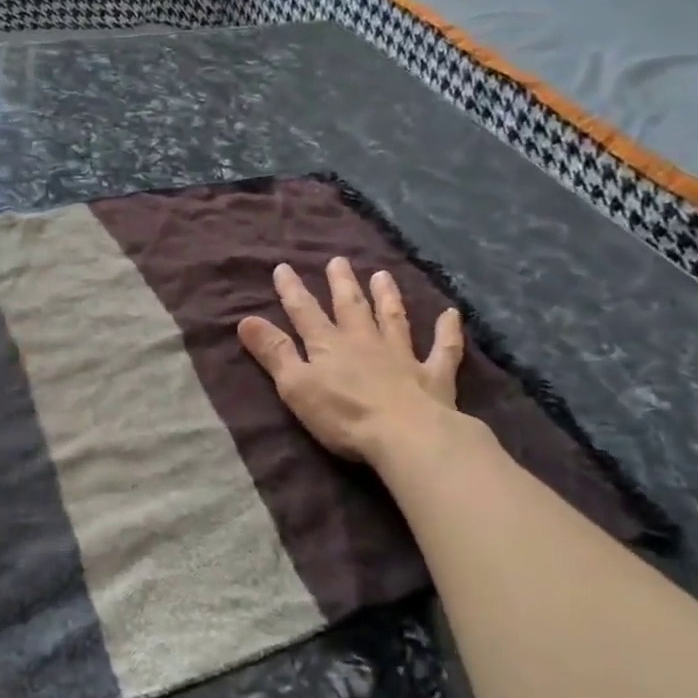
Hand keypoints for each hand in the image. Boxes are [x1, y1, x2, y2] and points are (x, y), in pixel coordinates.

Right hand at [237, 257, 470, 470]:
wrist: (406, 436)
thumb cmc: (342, 415)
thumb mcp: (295, 385)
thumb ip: (273, 352)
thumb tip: (245, 319)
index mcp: (328, 345)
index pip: (305, 312)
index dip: (292, 290)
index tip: (283, 267)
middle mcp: (365, 342)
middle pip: (350, 307)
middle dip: (342, 284)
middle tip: (339, 261)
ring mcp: (402, 356)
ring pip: (393, 319)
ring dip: (387, 297)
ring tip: (383, 275)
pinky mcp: (434, 376)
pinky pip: (444, 349)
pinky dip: (448, 331)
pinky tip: (451, 314)